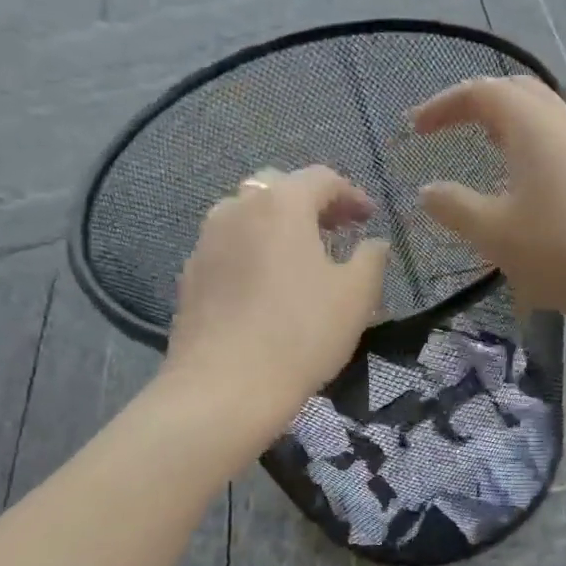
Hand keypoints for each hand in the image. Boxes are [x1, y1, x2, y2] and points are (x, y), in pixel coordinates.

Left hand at [161, 166, 389, 428]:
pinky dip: (254, 252)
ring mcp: (206, 241)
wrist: (225, 386)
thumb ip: (371, 259)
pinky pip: (230, 248)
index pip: (321, 179)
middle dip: (311, 204)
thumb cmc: (302, 333)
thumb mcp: (357, 296)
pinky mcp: (191, 275)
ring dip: (279, 227)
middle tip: (336, 231)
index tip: (370, 218)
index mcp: (281, 204)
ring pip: (248, 217)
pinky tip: (268, 287)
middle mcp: (237, 209)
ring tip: (302, 258)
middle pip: (278, 189)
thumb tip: (374, 243)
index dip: (351, 194)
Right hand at [409, 76, 565, 326]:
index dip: (443, 106)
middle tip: (450, 130)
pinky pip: (560, 148)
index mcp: (532, 124)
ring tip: (484, 157)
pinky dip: (531, 154)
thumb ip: (456, 209)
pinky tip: (525, 192)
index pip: (480, 92)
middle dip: (477, 106)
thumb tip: (429, 190)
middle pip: (516, 94)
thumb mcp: (497, 235)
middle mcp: (564, 123)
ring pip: (542, 121)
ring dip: (507, 130)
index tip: (416, 129)